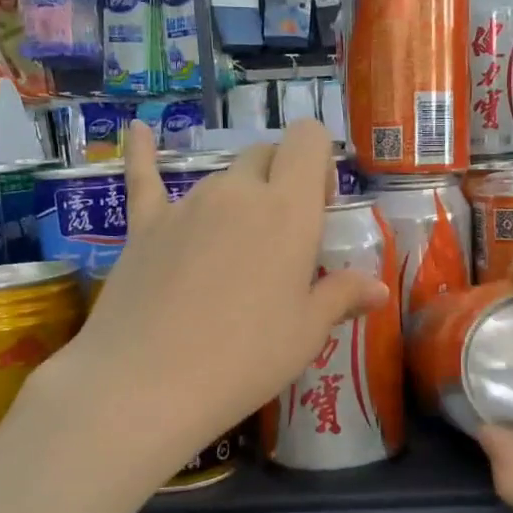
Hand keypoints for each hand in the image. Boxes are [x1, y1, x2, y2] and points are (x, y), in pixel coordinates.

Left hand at [36, 119, 388, 481]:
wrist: (148, 383)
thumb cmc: (245, 359)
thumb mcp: (306, 334)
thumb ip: (341, 296)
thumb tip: (377, 288)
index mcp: (287, 209)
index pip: (308, 140)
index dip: (319, 160)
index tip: (320, 205)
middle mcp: (237, 191)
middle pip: (265, 154)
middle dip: (281, 177)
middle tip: (284, 233)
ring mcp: (186, 204)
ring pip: (221, 177)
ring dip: (237, 195)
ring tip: (236, 245)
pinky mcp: (143, 225)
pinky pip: (143, 178)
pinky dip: (141, 152)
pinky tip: (136, 130)